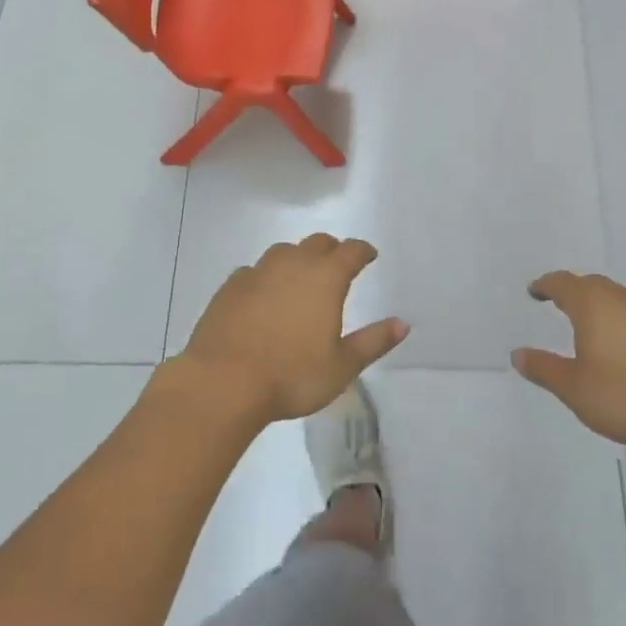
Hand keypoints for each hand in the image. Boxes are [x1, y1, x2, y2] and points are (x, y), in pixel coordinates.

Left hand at [183, 234, 407, 426]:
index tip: (369, 255)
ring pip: (284, 252)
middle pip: (317, 243)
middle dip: (332, 250)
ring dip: (298, 258)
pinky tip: (264, 295)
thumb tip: (402, 324)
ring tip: (301, 278)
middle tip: (338, 264)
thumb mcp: (342, 366)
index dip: (363, 251)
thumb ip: (373, 342)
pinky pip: (255, 271)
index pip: (351, 251)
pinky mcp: (230, 287)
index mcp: (325, 277)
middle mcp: (292, 264)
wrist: (223, 382)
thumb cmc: (292, 376)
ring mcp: (258, 272)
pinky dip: (266, 277)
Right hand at [514, 271, 625, 451]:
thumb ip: (544, 368)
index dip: (545, 285)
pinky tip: (621, 346)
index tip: (534, 291)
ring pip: (617, 298)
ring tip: (588, 324)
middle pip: (592, 285)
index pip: (563, 284)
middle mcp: (621, 300)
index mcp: (593, 305)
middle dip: (572, 291)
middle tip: (558, 303)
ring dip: (599, 305)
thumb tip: (517, 354)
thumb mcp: (574, 388)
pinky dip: (620, 321)